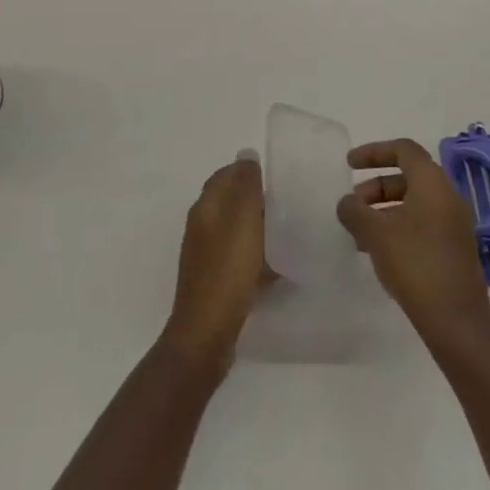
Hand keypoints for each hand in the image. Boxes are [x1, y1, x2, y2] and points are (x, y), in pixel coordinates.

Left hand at [161, 151, 268, 373]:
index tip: (276, 177)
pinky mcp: (214, 282)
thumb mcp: (242, 221)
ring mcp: (205, 256)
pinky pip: (238, 259)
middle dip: (256, 200)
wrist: (206, 335)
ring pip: (236, 231)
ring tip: (287, 234)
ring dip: (258, 229)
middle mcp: (201, 227)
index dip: (248, 172)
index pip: (225, 175)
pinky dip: (256, 258)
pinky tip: (276, 270)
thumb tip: (247, 155)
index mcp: (205, 207)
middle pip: (230, 202)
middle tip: (287, 205)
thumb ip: (246, 186)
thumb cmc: (227, 271)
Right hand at [337, 138, 489, 348]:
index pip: (403, 149)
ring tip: (360, 233)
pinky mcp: (454, 248)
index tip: (349, 164)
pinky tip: (379, 252)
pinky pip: (422, 223)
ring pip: (414, 202)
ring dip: (384, 210)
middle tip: (353, 205)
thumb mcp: (375, 233)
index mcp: (432, 183)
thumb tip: (347, 203)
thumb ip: (355, 211)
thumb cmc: (415, 264)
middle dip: (375, 186)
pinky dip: (398, 226)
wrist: (456, 322)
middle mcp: (448, 196)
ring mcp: (454, 224)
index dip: (374, 151)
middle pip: (407, 176)